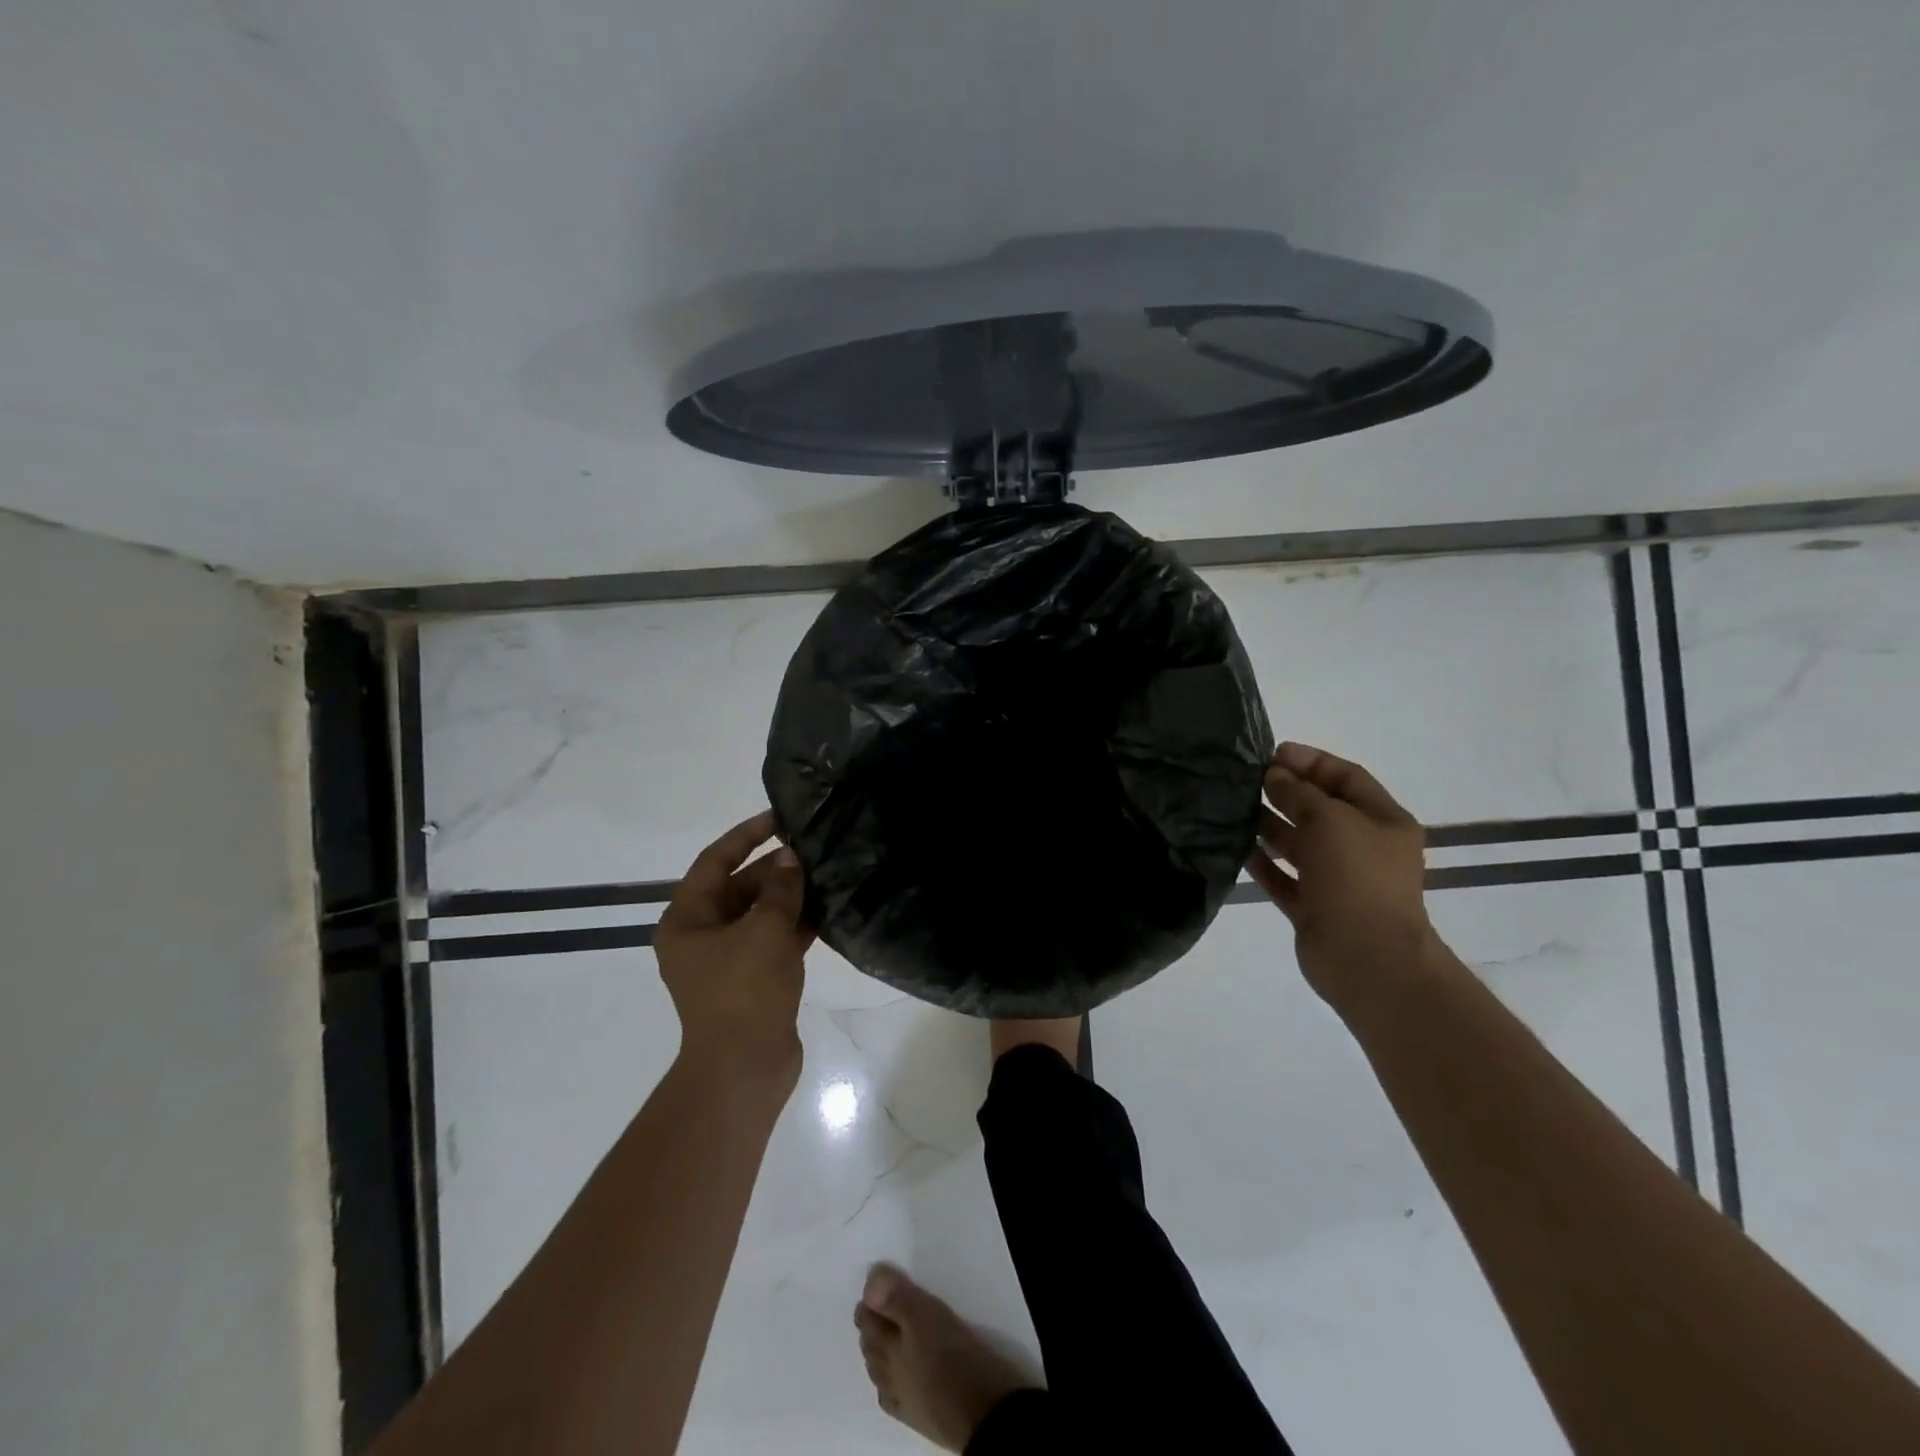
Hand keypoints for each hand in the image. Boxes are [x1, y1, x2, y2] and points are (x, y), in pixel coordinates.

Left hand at [655, 810, 813, 1085]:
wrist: (745, 1068)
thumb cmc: (744, 991)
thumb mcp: (764, 930)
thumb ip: (779, 888)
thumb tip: (790, 858)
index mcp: (687, 920)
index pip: (714, 861)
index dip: (746, 835)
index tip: (779, 817)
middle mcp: (702, 936)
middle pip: (738, 887)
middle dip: (775, 868)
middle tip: (813, 849)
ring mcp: (728, 960)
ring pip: (760, 914)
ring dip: (789, 896)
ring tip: (826, 873)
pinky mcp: (752, 979)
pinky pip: (774, 939)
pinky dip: (796, 925)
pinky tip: (829, 909)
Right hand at [1246, 742, 1434, 1008]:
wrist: (1366, 959)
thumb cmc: (1355, 878)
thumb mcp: (1329, 820)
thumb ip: (1299, 793)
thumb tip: (1274, 776)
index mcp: (1383, 822)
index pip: (1347, 778)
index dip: (1312, 762)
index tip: (1273, 753)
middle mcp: (1363, 848)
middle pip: (1321, 810)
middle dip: (1287, 792)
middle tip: (1248, 780)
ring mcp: (1339, 881)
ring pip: (1300, 844)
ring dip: (1271, 826)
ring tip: (1235, 810)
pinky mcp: (1315, 908)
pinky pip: (1286, 878)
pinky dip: (1265, 864)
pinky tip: (1239, 849)